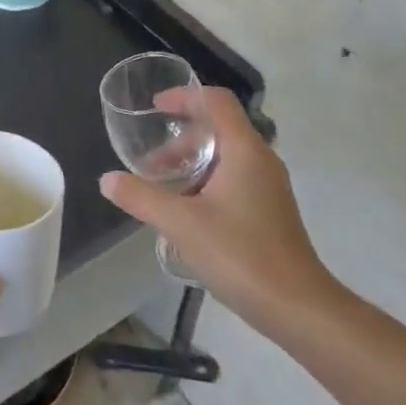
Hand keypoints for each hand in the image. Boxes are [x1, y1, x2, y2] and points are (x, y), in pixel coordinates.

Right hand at [100, 87, 340, 333]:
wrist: (298, 309)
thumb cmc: (241, 255)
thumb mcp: (181, 224)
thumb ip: (141, 197)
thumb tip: (107, 180)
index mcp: (245, 150)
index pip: (216, 101)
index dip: (184, 96)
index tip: (155, 108)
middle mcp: (261, 160)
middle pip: (218, 128)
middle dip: (180, 139)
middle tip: (150, 164)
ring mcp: (269, 187)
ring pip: (225, 157)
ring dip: (190, 163)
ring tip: (161, 189)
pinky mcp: (270, 211)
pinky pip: (233, 179)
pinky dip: (205, 182)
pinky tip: (186, 213)